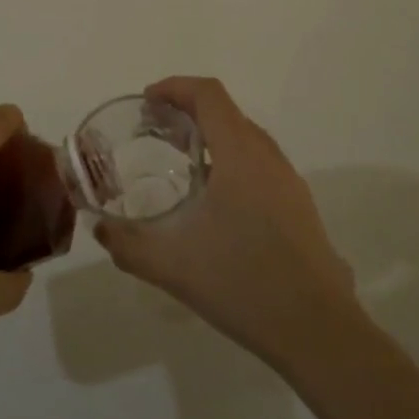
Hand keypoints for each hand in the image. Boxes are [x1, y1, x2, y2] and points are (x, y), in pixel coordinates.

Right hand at [95, 76, 357, 369]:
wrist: (317, 331)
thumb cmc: (242, 284)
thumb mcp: (171, 266)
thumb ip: (128, 244)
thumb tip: (100, 229)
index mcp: (240, 155)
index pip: (208, 95)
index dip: (175, 87)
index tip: (146, 102)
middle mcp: (268, 157)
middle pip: (226, 111)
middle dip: (188, 110)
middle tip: (154, 132)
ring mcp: (289, 180)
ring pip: (246, 137)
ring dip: (212, 135)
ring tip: (180, 161)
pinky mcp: (299, 205)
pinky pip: (260, 162)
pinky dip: (231, 159)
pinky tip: (216, 201)